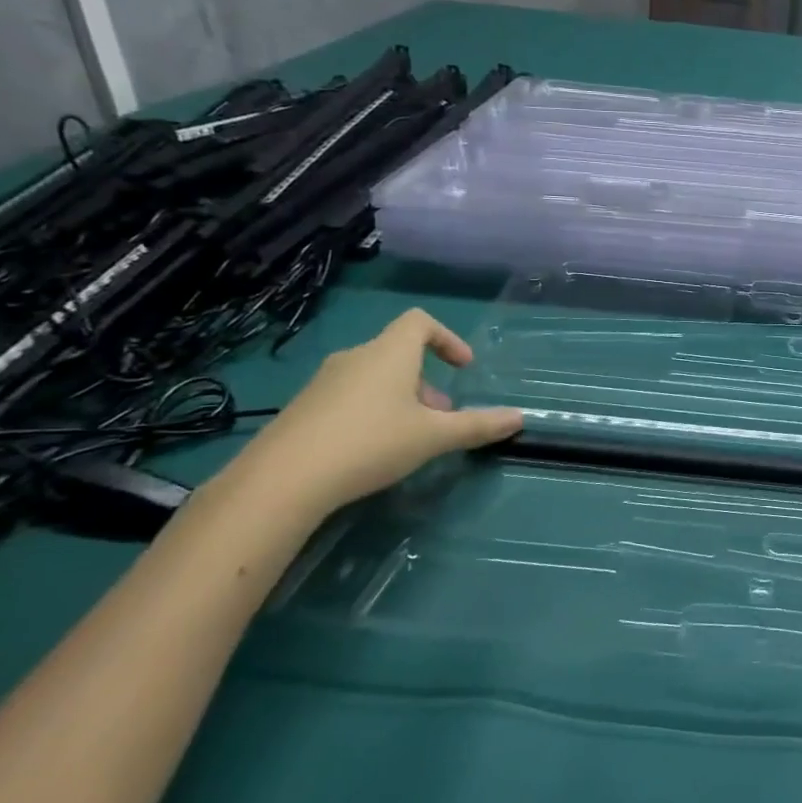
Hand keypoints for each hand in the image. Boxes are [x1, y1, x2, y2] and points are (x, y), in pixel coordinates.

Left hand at [221, 309, 521, 521]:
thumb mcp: (433, 437)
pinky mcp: (302, 409)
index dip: (447, 338)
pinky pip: (348, 397)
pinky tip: (371, 450)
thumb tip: (520, 418)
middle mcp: (355, 358)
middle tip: (441, 415)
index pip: (420, 322)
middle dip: (426, 380)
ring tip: (411, 436)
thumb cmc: (370, 443)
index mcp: (389, 353)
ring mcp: (323, 383)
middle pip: (398, 353)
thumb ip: (477, 426)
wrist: (281, 481)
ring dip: (400, 397)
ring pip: (373, 377)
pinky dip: (370, 411)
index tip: (462, 367)